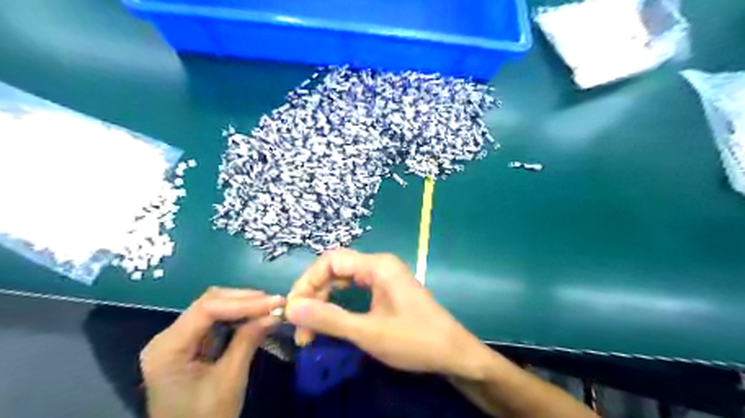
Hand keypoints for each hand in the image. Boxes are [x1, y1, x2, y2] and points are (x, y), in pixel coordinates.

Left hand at [138, 287, 285, 417]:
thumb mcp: (229, 380)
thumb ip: (248, 341)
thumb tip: (275, 313)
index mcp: (167, 348)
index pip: (207, 309)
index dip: (244, 302)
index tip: (276, 302)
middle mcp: (168, 337)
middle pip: (209, 303)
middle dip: (245, 300)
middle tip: (276, 303)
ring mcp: (178, 339)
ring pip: (214, 307)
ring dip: (244, 305)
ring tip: (270, 307)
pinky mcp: (190, 345)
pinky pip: (216, 321)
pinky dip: (239, 316)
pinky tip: (256, 316)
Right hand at [284, 251, 488, 379]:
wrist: (453, 352)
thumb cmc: (414, 340)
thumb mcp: (368, 333)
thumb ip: (329, 319)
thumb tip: (291, 308)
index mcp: (377, 266)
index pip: (330, 261)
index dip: (307, 282)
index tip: (293, 309)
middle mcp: (379, 265)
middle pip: (335, 269)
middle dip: (313, 294)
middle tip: (299, 325)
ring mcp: (384, 277)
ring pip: (343, 280)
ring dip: (324, 302)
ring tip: (310, 330)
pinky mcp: (386, 289)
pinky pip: (355, 289)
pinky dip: (339, 304)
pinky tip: (330, 320)